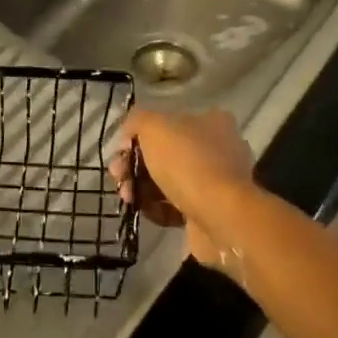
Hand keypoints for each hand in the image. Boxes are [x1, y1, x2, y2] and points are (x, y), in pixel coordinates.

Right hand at [111, 107, 256, 270]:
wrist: (219, 216)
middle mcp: (219, 149)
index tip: (120, 150)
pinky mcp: (210, 212)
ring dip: (141, 188)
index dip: (139, 135)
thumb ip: (136, 121)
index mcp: (212, 122)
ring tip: (127, 197)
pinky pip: (175, 207)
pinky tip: (144, 211)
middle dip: (135, 165)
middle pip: (166, 154)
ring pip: (168, 182)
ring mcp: (216, 183)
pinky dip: (157, 208)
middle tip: (118, 176)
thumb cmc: (187, 162)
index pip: (168, 122)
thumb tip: (127, 136)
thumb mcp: (153, 126)